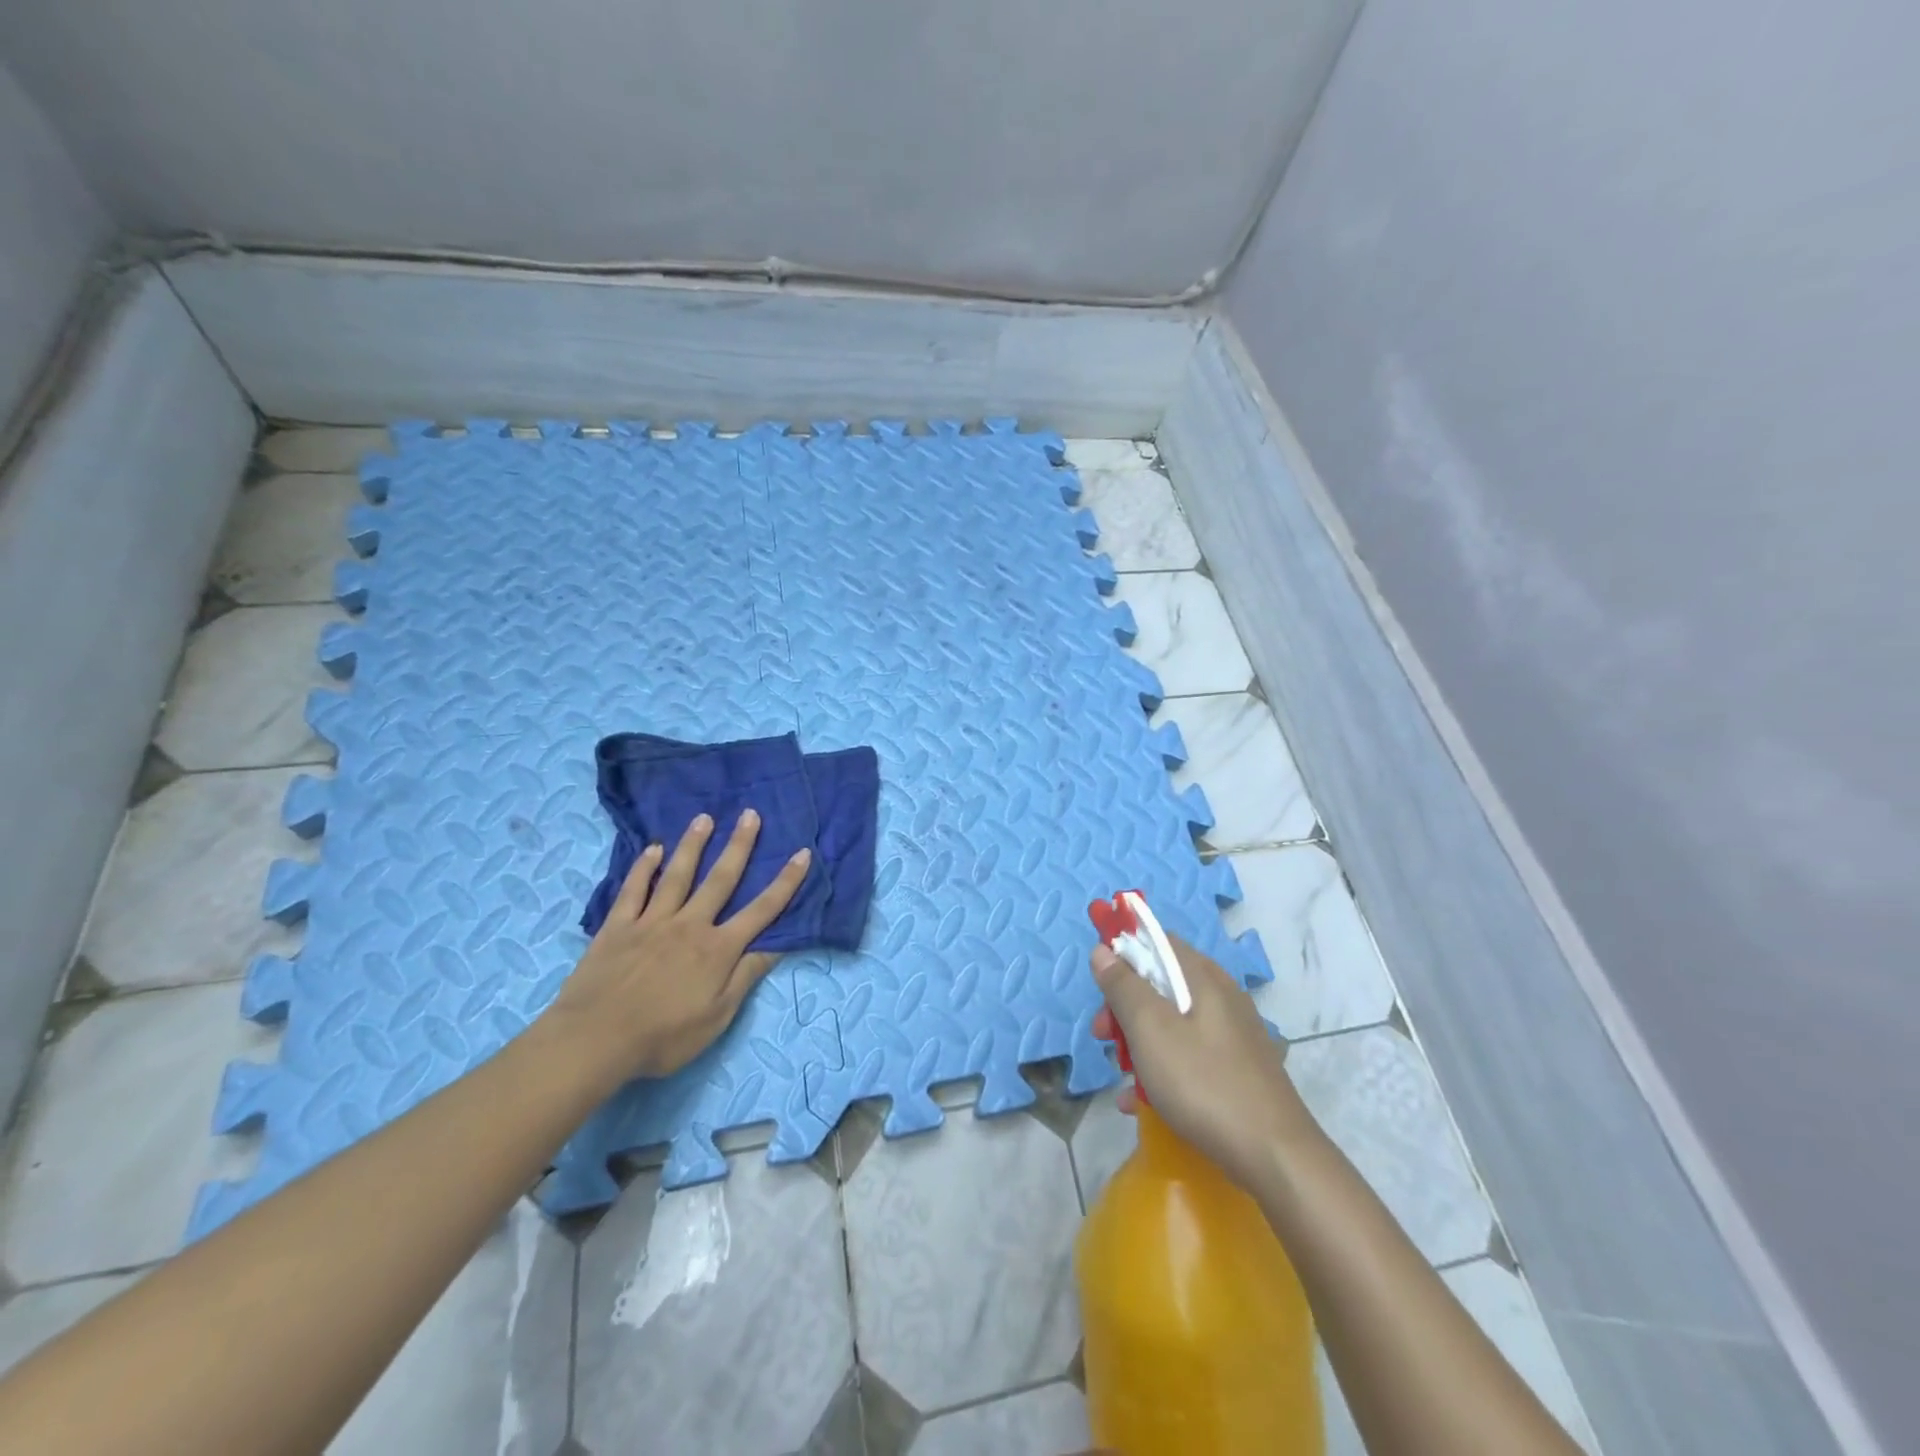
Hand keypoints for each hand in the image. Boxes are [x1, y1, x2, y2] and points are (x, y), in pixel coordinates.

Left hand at [546, 811, 811, 1082]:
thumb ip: (746, 977)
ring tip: (704, 818)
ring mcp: (651, 922)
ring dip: (692, 845)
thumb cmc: (663, 1036)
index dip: (785, 882)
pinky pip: (633, 890)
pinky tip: (652, 849)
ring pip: (677, 875)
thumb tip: (778, 945)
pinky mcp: (618, 927)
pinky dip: (643, 868)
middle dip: (739, 846)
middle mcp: (690, 925)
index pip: (762, 910)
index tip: (802, 854)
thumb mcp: (717, 1017)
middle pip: (720, 879)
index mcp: (718, 949)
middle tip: (751, 814)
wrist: (594, 1040)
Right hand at [1091, 934, 1320, 1190]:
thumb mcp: (1151, 1030)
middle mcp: (1221, 997)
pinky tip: (1142, 1103)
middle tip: (1102, 1036)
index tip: (1098, 983)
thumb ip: (1124, 986)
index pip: (1157, 941)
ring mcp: (1231, 1035)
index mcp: (1203, 977)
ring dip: (1139, 1043)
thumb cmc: (1205, 1084)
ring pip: (1172, 1022)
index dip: (1123, 952)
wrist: (1276, 1158)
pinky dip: (1162, 1069)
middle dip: (1124, 1006)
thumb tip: (1104, 950)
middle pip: (1161, 984)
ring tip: (1122, 1078)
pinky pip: (1188, 1055)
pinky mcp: (1236, 1069)